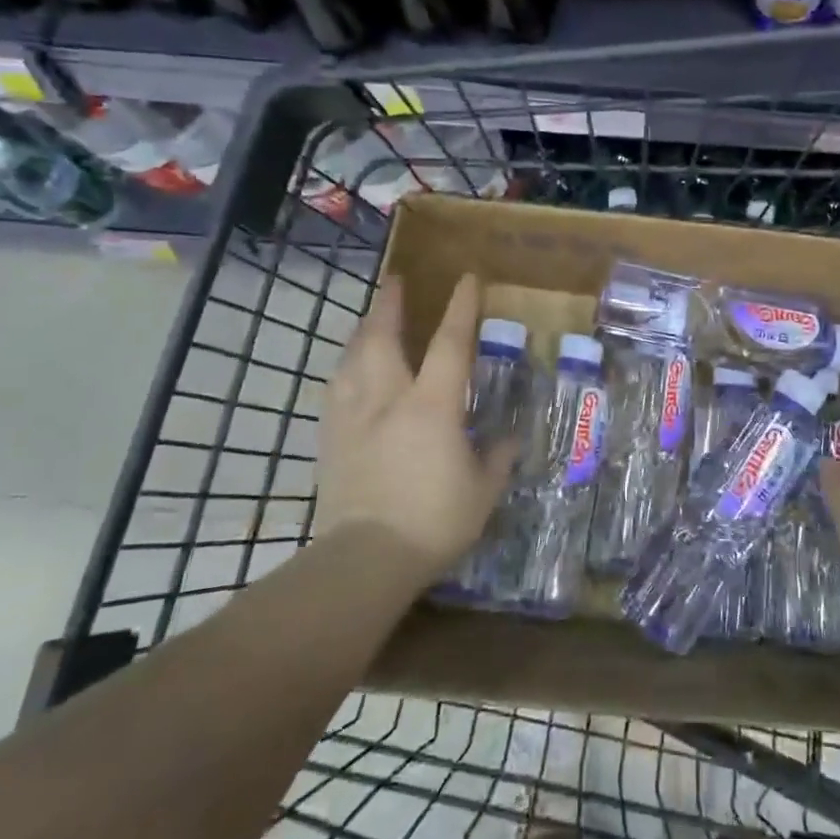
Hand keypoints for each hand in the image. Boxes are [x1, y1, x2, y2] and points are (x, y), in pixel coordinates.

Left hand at [315, 273, 519, 588]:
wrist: (366, 559)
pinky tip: (347, 371)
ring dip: (362, 332)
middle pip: (382, 338)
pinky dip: (345, 370)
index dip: (460, 308)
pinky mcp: (330, 440)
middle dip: (389, 304)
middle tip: (395, 281)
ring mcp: (353, 417)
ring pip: (351, 359)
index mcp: (431, 406)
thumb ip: (497, 459)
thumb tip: (509, 439)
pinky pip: (335, 390)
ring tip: (369, 320)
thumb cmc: (434, 521)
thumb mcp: (482, 491)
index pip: (449, 344)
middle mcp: (388, 399)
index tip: (466, 279)